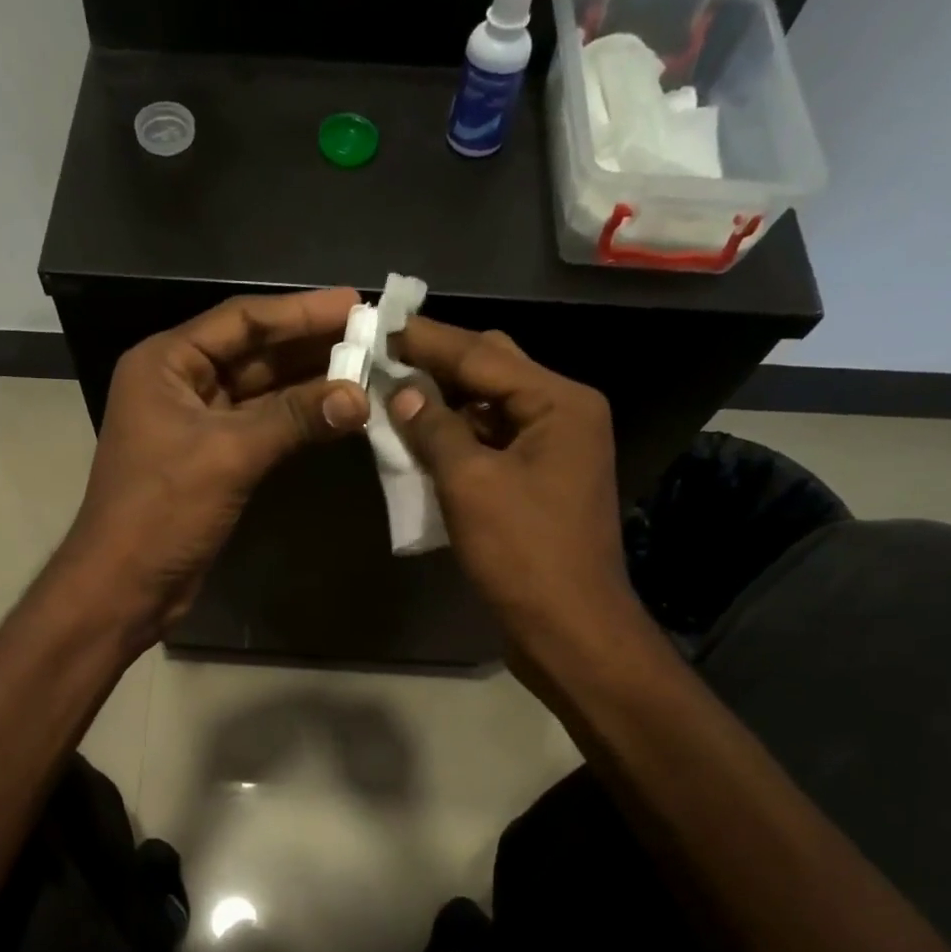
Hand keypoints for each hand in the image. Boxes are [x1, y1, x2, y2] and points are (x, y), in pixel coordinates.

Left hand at [60, 289, 370, 643]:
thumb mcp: (228, 455)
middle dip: (309, 344)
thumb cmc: (162, 511)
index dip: (300, 311)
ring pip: (260, 391)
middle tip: (371, 335)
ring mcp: (195, 423)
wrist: (125, 586)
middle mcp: (178, 384)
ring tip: (366, 368)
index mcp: (166, 363)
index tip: (356, 302)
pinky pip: (260, 426)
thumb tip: (360, 395)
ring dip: (308, 383)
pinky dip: (295, 420)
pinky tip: (336, 412)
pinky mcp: (211, 460)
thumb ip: (294, 418)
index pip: (241, 320)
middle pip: (252, 352)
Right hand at [386, 318, 641, 666]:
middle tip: (385, 358)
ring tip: (394, 397)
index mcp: (560, 402)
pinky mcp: (540, 484)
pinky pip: (494, 444)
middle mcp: (565, 415)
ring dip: (445, 405)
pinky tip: (422, 442)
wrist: (568, 628)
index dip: (429, 340)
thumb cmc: (523, 553)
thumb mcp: (471, 484)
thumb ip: (434, 429)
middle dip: (439, 366)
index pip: (483, 354)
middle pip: (494, 372)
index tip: (382, 324)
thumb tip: (402, 391)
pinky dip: (458, 440)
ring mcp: (555, 451)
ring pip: (492, 409)